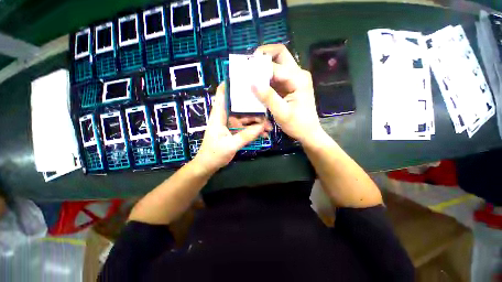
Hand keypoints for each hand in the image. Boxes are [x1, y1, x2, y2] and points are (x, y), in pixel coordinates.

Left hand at [193, 83, 271, 174]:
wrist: (208, 165)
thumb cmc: (214, 154)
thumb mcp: (230, 145)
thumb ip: (246, 136)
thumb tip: (262, 126)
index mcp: (219, 115)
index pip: (223, 94)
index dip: (231, 84)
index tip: (245, 78)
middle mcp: (225, 116)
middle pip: (240, 106)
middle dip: (253, 107)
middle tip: (267, 108)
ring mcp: (230, 124)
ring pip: (245, 118)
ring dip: (257, 121)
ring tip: (269, 126)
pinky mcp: (234, 131)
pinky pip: (246, 127)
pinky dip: (254, 130)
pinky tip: (263, 134)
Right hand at [251, 44, 322, 145]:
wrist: (308, 132)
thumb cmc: (297, 124)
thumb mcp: (281, 113)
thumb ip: (268, 97)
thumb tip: (252, 83)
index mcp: (298, 79)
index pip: (275, 67)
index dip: (259, 69)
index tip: (245, 73)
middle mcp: (298, 74)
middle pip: (280, 55)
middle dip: (263, 56)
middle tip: (249, 64)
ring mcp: (294, 79)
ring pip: (277, 64)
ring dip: (263, 67)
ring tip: (250, 74)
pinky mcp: (289, 85)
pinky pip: (276, 76)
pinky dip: (266, 78)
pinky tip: (258, 84)